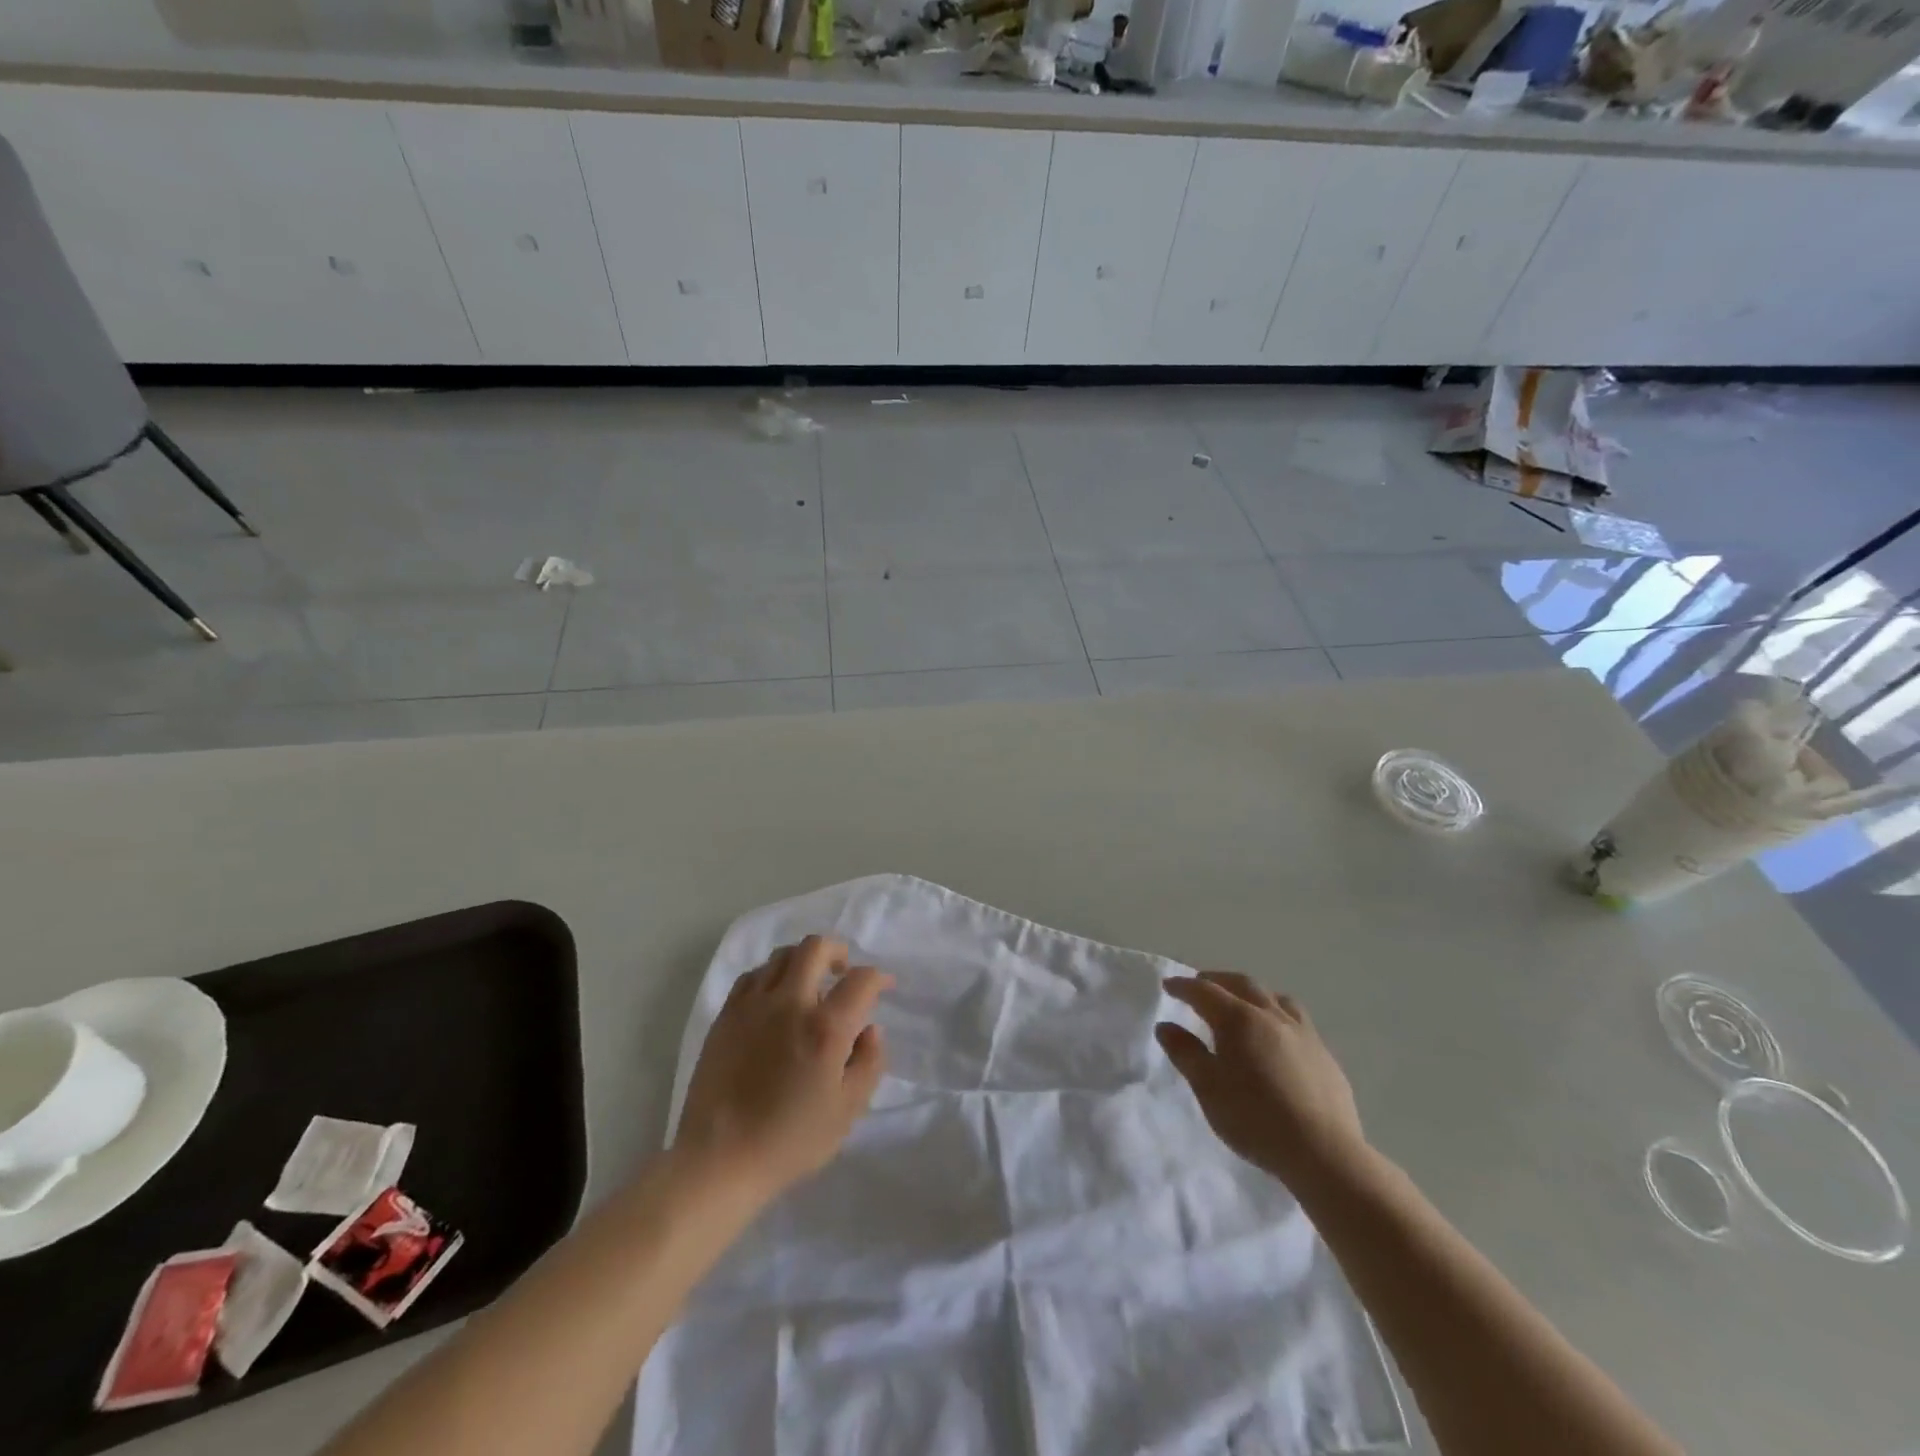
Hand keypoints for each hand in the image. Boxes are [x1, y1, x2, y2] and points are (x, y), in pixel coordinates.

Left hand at [675, 936, 891, 1202]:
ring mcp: (753, 1005)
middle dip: (838, 951)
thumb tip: (870, 1029)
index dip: (879, 977)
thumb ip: (869, 1063)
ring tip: (809, 985)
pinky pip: (752, 976)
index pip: (861, 980)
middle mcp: (790, 1004)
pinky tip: (775, 999)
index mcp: (825, 1027)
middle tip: (843, 972)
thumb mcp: (847, 1111)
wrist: (718, 1161)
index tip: (884, 986)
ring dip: (803, 961)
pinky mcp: (726, 1016)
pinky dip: (771, 976)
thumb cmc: (790, 1141)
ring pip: (781, 955)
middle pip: (816, 947)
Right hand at [1156, 973, 1367, 1190]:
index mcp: (1239, 1019)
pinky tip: (1277, 1038)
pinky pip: (1297, 1021)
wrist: (1323, 1153)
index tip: (1168, 986)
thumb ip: (1185, 1053)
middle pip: (1242, 984)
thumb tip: (1166, 1026)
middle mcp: (1272, 1016)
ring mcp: (1303, 1034)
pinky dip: (1278, 1015)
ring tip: (1243, 1003)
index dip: (1183, 986)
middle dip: (1217, 980)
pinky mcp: (1325, 1055)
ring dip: (1252, 993)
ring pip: (1275, 998)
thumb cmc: (1255, 1118)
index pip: (1205, 991)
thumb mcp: (1208, 1088)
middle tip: (1200, 985)